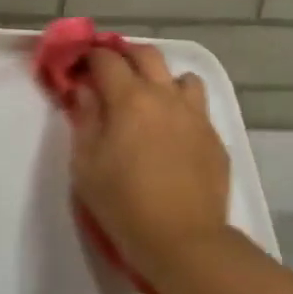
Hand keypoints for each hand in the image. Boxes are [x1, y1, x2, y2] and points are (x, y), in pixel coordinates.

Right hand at [69, 47, 233, 287]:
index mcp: (130, 99)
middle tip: (108, 70)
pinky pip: (197, 108)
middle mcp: (166, 97)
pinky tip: (170, 133)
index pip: (106, 60)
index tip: (77, 64)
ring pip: (182, 77)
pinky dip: (180, 108)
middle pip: (147, 55)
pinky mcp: (214, 138)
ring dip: (161, 79)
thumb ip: (85, 120)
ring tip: (148, 100)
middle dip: (124, 54)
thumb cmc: (122, 202)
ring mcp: (196, 116)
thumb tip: (85, 91)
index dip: (89, 56)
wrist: (181, 239)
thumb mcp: (86, 163)